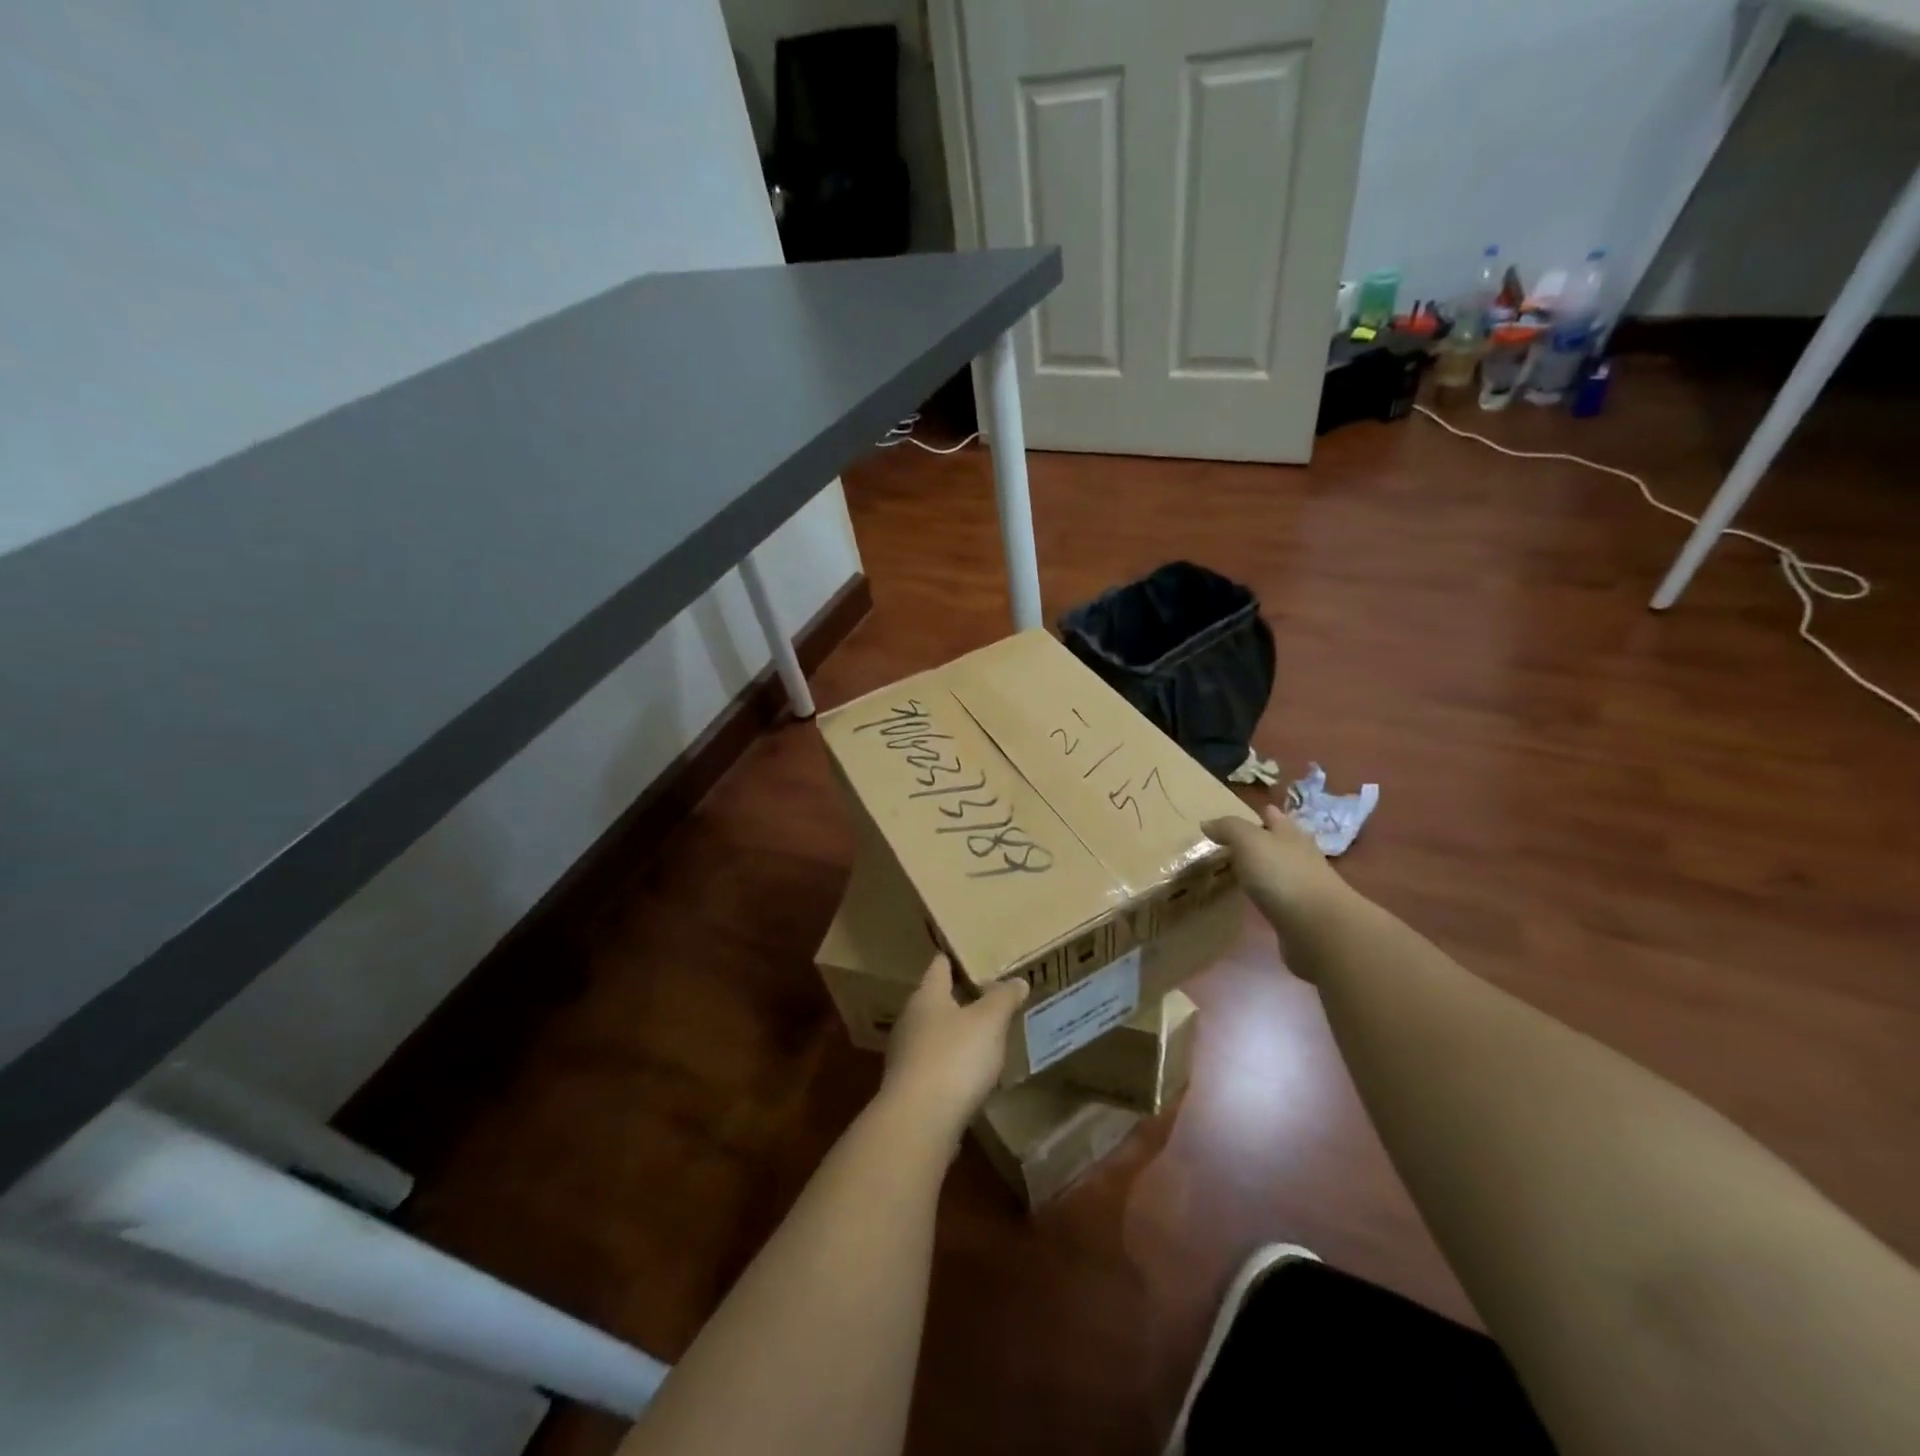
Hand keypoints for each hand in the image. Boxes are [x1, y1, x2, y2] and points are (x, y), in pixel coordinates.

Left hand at [880, 954, 1027, 1142]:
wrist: (918, 1122)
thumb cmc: (954, 1057)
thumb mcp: (989, 1022)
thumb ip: (1003, 998)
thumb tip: (1016, 980)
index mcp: (927, 996)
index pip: (939, 967)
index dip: (954, 960)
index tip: (970, 955)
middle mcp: (910, 1020)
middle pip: (935, 1001)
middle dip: (959, 998)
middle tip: (988, 996)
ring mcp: (906, 1055)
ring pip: (934, 1033)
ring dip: (956, 1033)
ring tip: (984, 1035)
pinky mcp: (909, 1087)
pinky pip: (934, 1064)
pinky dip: (951, 1063)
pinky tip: (970, 1074)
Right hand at [1203, 804, 1349, 953]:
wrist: (1318, 929)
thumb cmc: (1282, 875)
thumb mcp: (1249, 841)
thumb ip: (1228, 829)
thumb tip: (1207, 823)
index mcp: (1290, 835)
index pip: (1276, 818)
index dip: (1265, 814)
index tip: (1252, 811)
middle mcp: (1300, 858)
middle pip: (1282, 844)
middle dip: (1266, 841)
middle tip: (1239, 843)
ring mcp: (1303, 888)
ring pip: (1280, 871)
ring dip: (1265, 870)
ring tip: (1241, 871)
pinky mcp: (1300, 916)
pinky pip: (1278, 899)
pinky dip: (1266, 897)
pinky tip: (1253, 900)